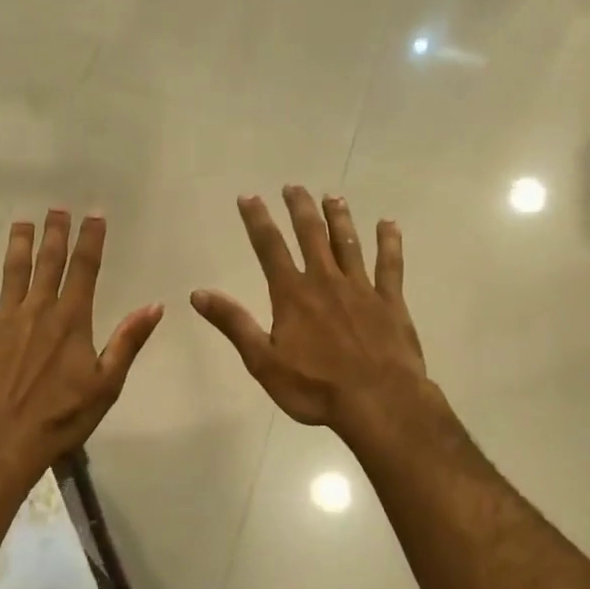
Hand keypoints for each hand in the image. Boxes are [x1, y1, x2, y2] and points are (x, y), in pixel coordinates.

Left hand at [0, 210, 163, 484]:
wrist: (0, 442)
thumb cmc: (60, 419)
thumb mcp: (106, 385)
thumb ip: (128, 341)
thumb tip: (155, 305)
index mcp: (72, 320)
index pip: (85, 269)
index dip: (90, 239)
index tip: (94, 214)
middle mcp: (38, 309)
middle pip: (49, 261)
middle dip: (55, 232)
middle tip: (57, 208)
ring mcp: (3, 317)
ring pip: (13, 269)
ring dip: (19, 242)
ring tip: (23, 221)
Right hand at [192, 188, 427, 433]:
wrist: (378, 402)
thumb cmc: (314, 387)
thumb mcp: (263, 360)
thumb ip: (234, 323)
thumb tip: (198, 293)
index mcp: (292, 294)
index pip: (269, 247)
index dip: (257, 220)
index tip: (249, 197)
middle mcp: (325, 281)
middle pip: (311, 235)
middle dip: (299, 208)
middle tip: (293, 186)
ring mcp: (361, 288)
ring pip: (348, 243)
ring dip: (338, 218)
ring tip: (332, 196)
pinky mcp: (391, 302)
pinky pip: (390, 265)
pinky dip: (389, 242)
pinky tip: (388, 224)